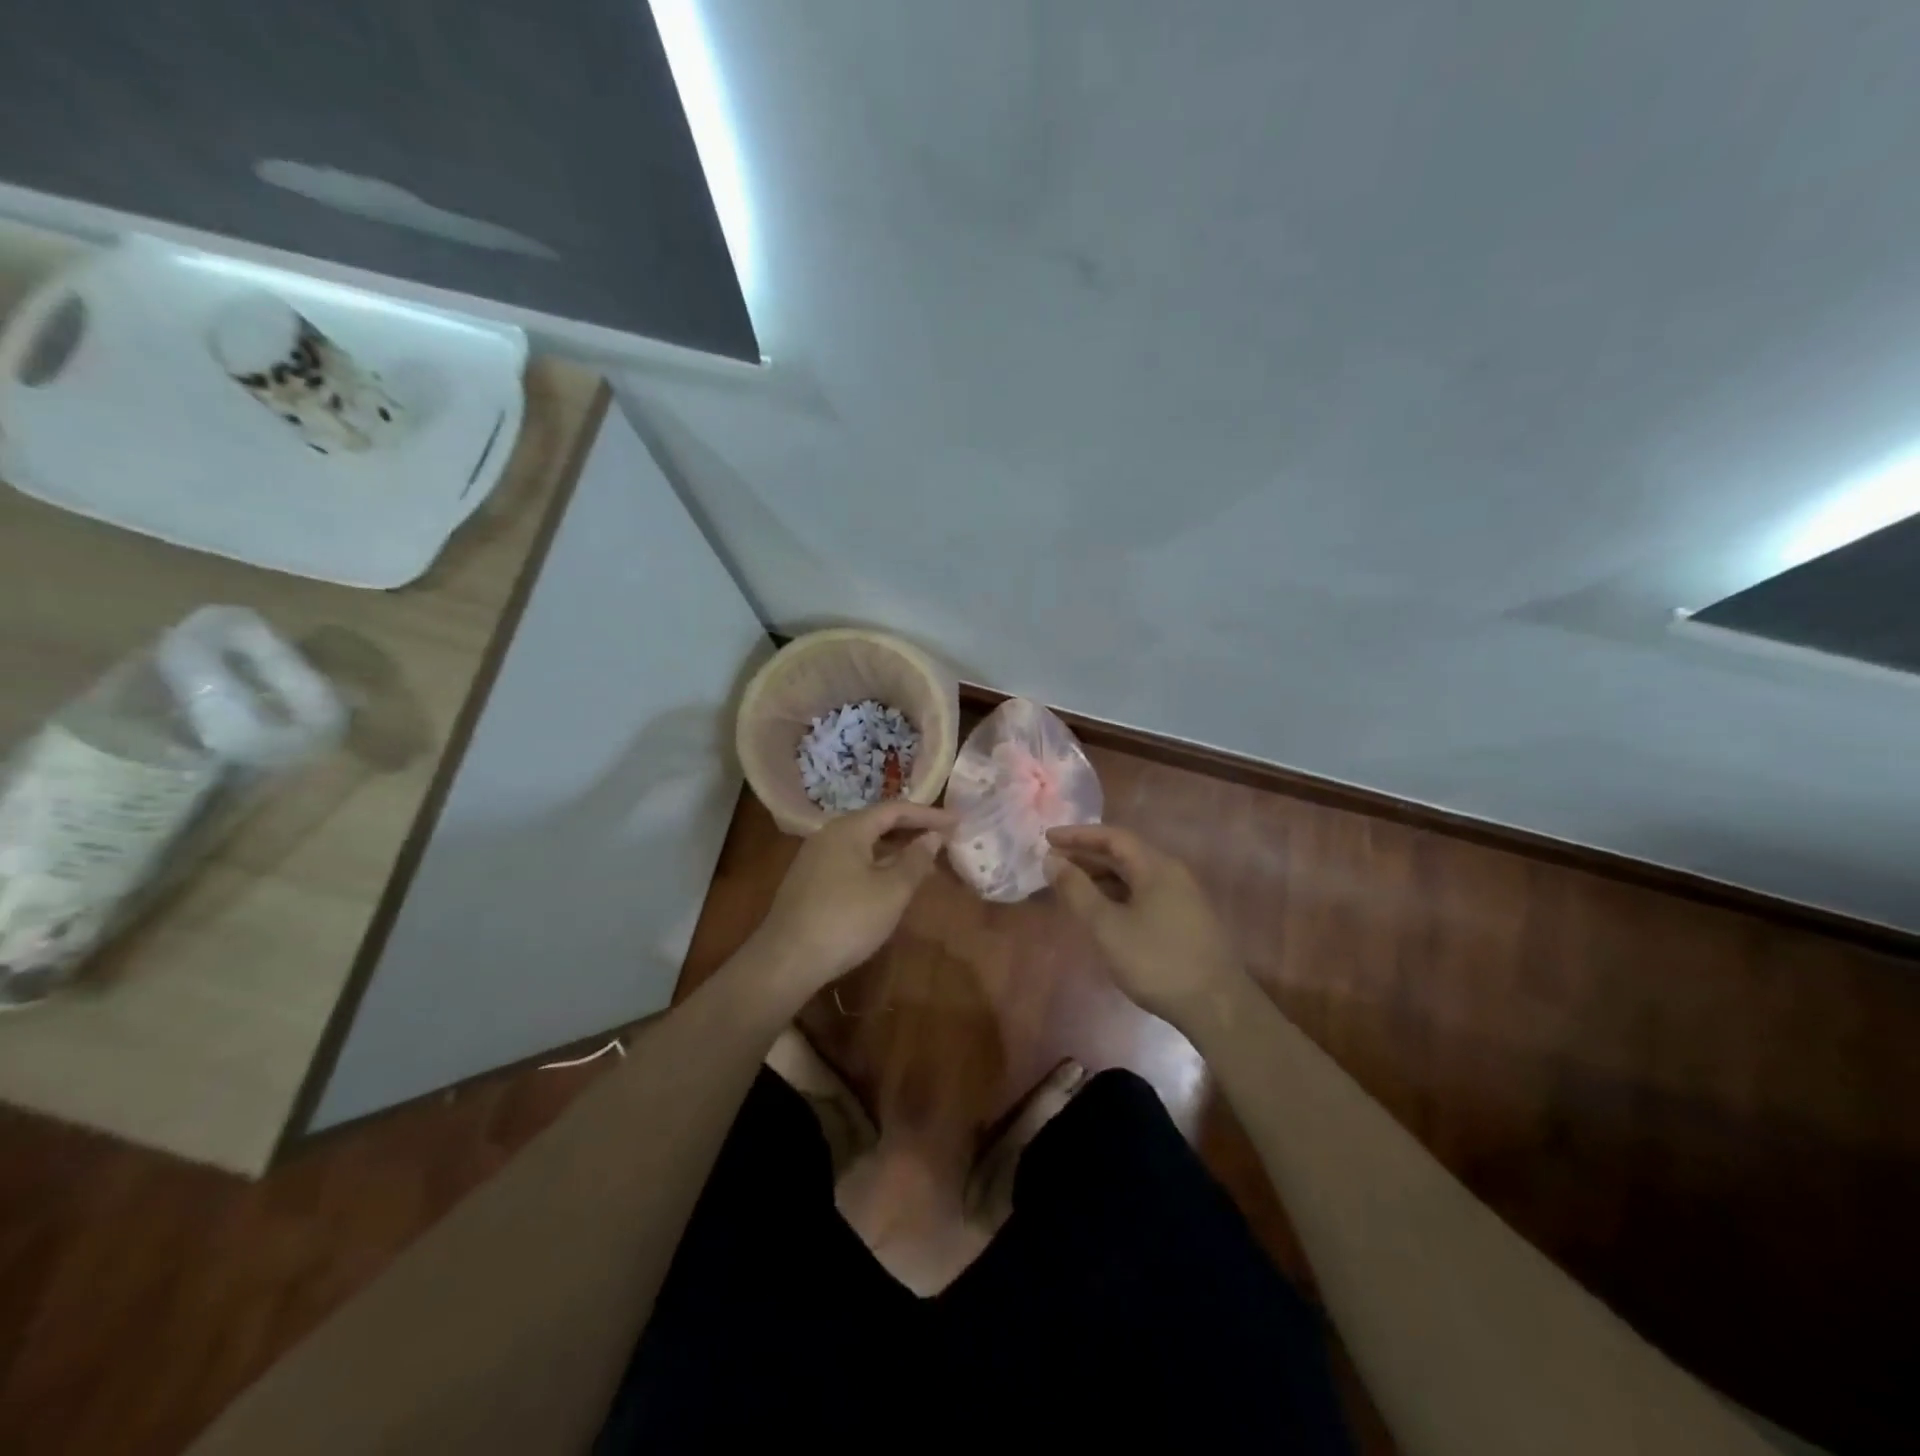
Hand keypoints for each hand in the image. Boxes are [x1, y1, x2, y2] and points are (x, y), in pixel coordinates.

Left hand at [750, 801, 955, 996]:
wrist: (787, 960)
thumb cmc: (846, 920)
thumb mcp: (892, 891)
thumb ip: (916, 860)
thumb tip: (933, 837)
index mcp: (849, 828)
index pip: (895, 809)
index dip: (928, 814)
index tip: (957, 821)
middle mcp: (829, 834)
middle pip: (877, 823)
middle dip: (912, 830)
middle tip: (944, 838)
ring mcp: (815, 858)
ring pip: (864, 844)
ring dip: (895, 849)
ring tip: (923, 860)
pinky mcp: (810, 881)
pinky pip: (851, 860)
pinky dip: (876, 863)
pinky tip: (889, 882)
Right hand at [1045, 824, 1246, 1028]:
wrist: (1217, 1007)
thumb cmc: (1157, 962)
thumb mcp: (1108, 927)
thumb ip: (1077, 891)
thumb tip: (1052, 860)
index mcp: (1156, 867)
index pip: (1113, 837)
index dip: (1078, 835)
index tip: (1047, 838)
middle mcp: (1172, 874)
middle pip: (1124, 854)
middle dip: (1087, 856)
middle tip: (1053, 863)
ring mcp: (1182, 898)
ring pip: (1134, 876)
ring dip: (1101, 877)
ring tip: (1070, 887)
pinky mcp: (1185, 920)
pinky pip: (1143, 894)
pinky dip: (1117, 895)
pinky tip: (1101, 912)